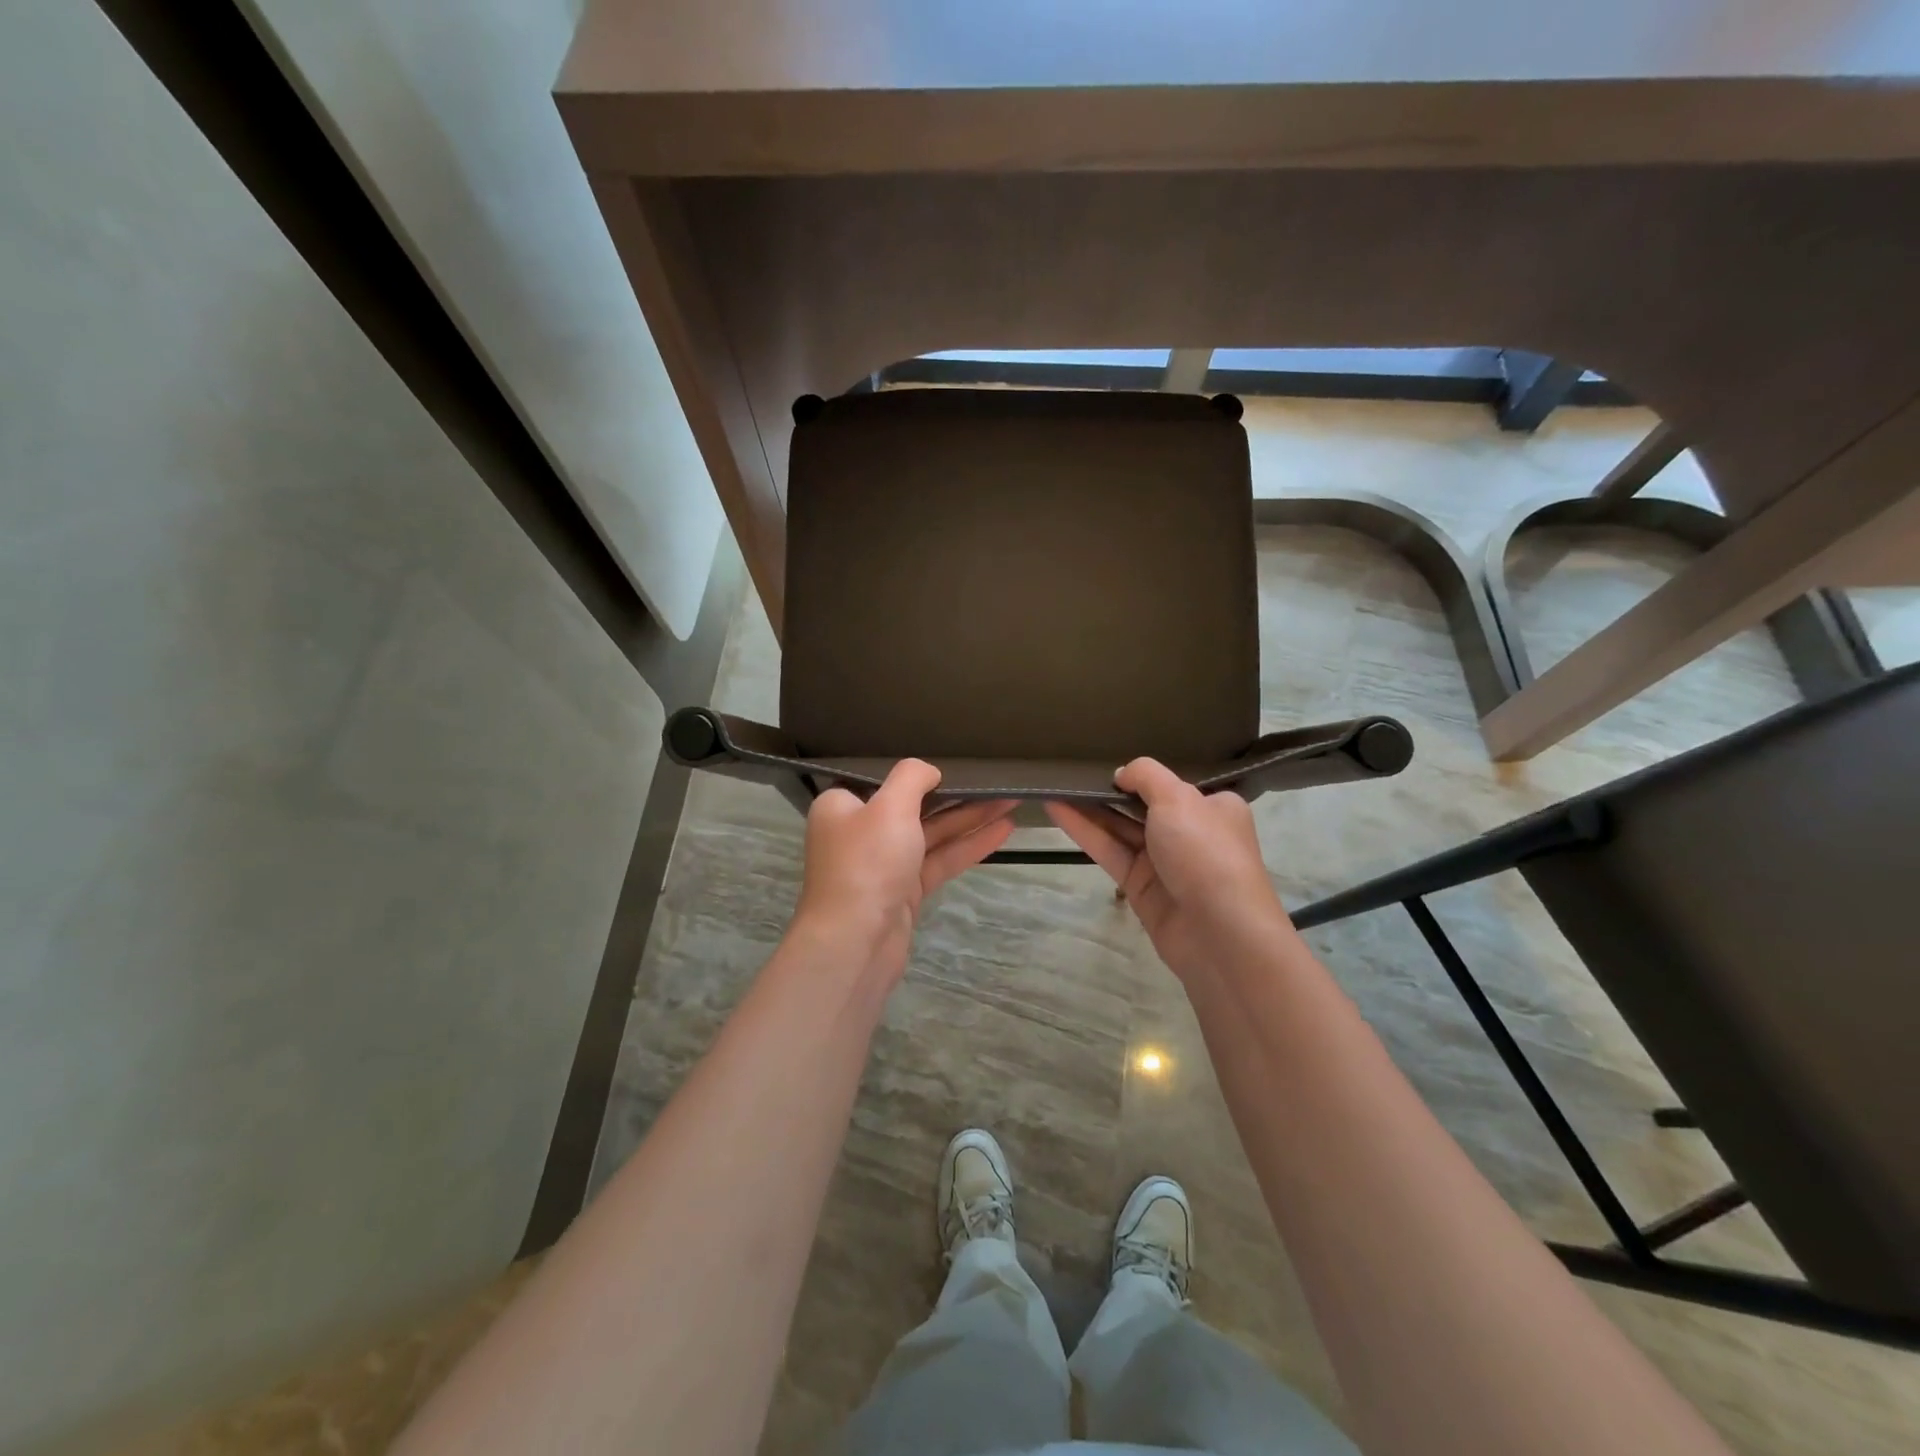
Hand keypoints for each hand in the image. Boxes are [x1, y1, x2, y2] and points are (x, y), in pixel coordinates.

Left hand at [794, 759, 1014, 984]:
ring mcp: (884, 865)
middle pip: (913, 806)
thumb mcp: (889, 806)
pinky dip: (968, 846)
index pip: (881, 780)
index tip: (952, 762)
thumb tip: (929, 771)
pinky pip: (940, 860)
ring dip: (970, 819)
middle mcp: (860, 832)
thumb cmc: (867, 863)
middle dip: (956, 795)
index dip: (917, 773)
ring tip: (1012, 801)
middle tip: (995, 781)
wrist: (855, 943)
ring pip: (932, 834)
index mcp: (842, 807)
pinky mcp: (904, 892)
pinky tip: (1003, 832)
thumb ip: (912, 778)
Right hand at [1046, 758, 1297, 980]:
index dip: (1144, 774)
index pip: (1175, 785)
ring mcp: (1163, 862)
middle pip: (1143, 805)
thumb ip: (1146, 776)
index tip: (1111, 758)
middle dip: (1111, 789)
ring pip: (1121, 829)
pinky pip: (1108, 851)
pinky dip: (1083, 830)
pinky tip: (1055, 809)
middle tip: (1072, 769)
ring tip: (1054, 784)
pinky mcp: (1139, 886)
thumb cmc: (1205, 851)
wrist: (1218, 932)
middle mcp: (1190, 833)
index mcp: (1213, 808)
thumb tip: (1121, 773)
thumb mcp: (1178, 798)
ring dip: (1089, 808)